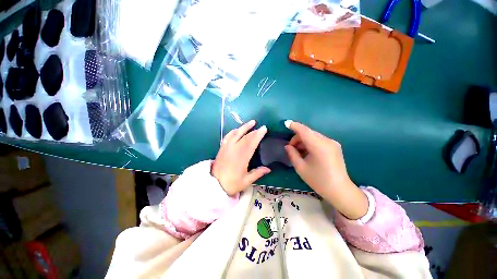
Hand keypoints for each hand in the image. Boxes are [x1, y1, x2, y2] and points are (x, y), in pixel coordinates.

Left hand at [212, 120, 270, 195]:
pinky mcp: (222, 148)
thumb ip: (257, 173)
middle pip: (245, 137)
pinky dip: (233, 131)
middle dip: (254, 131)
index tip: (264, 129)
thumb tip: (268, 169)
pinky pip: (228, 136)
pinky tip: (237, 129)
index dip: (258, 135)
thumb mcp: (246, 181)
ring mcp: (227, 147)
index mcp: (241, 158)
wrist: (214, 185)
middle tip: (261, 127)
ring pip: (236, 134)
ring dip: (244, 127)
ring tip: (251, 122)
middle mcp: (234, 150)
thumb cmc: (231, 184)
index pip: (251, 143)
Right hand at [284, 120, 367, 219]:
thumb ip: (292, 154)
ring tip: (298, 151)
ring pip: (313, 136)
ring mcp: (333, 143)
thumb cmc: (318, 180)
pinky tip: (307, 152)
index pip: (304, 131)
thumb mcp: (301, 168)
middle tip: (291, 148)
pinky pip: (319, 140)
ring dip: (304, 140)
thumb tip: (287, 146)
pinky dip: (310, 143)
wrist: (340, 190)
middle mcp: (327, 141)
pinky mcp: (335, 146)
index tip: (286, 123)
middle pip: (309, 132)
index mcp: (319, 146)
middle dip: (297, 137)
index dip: (294, 126)